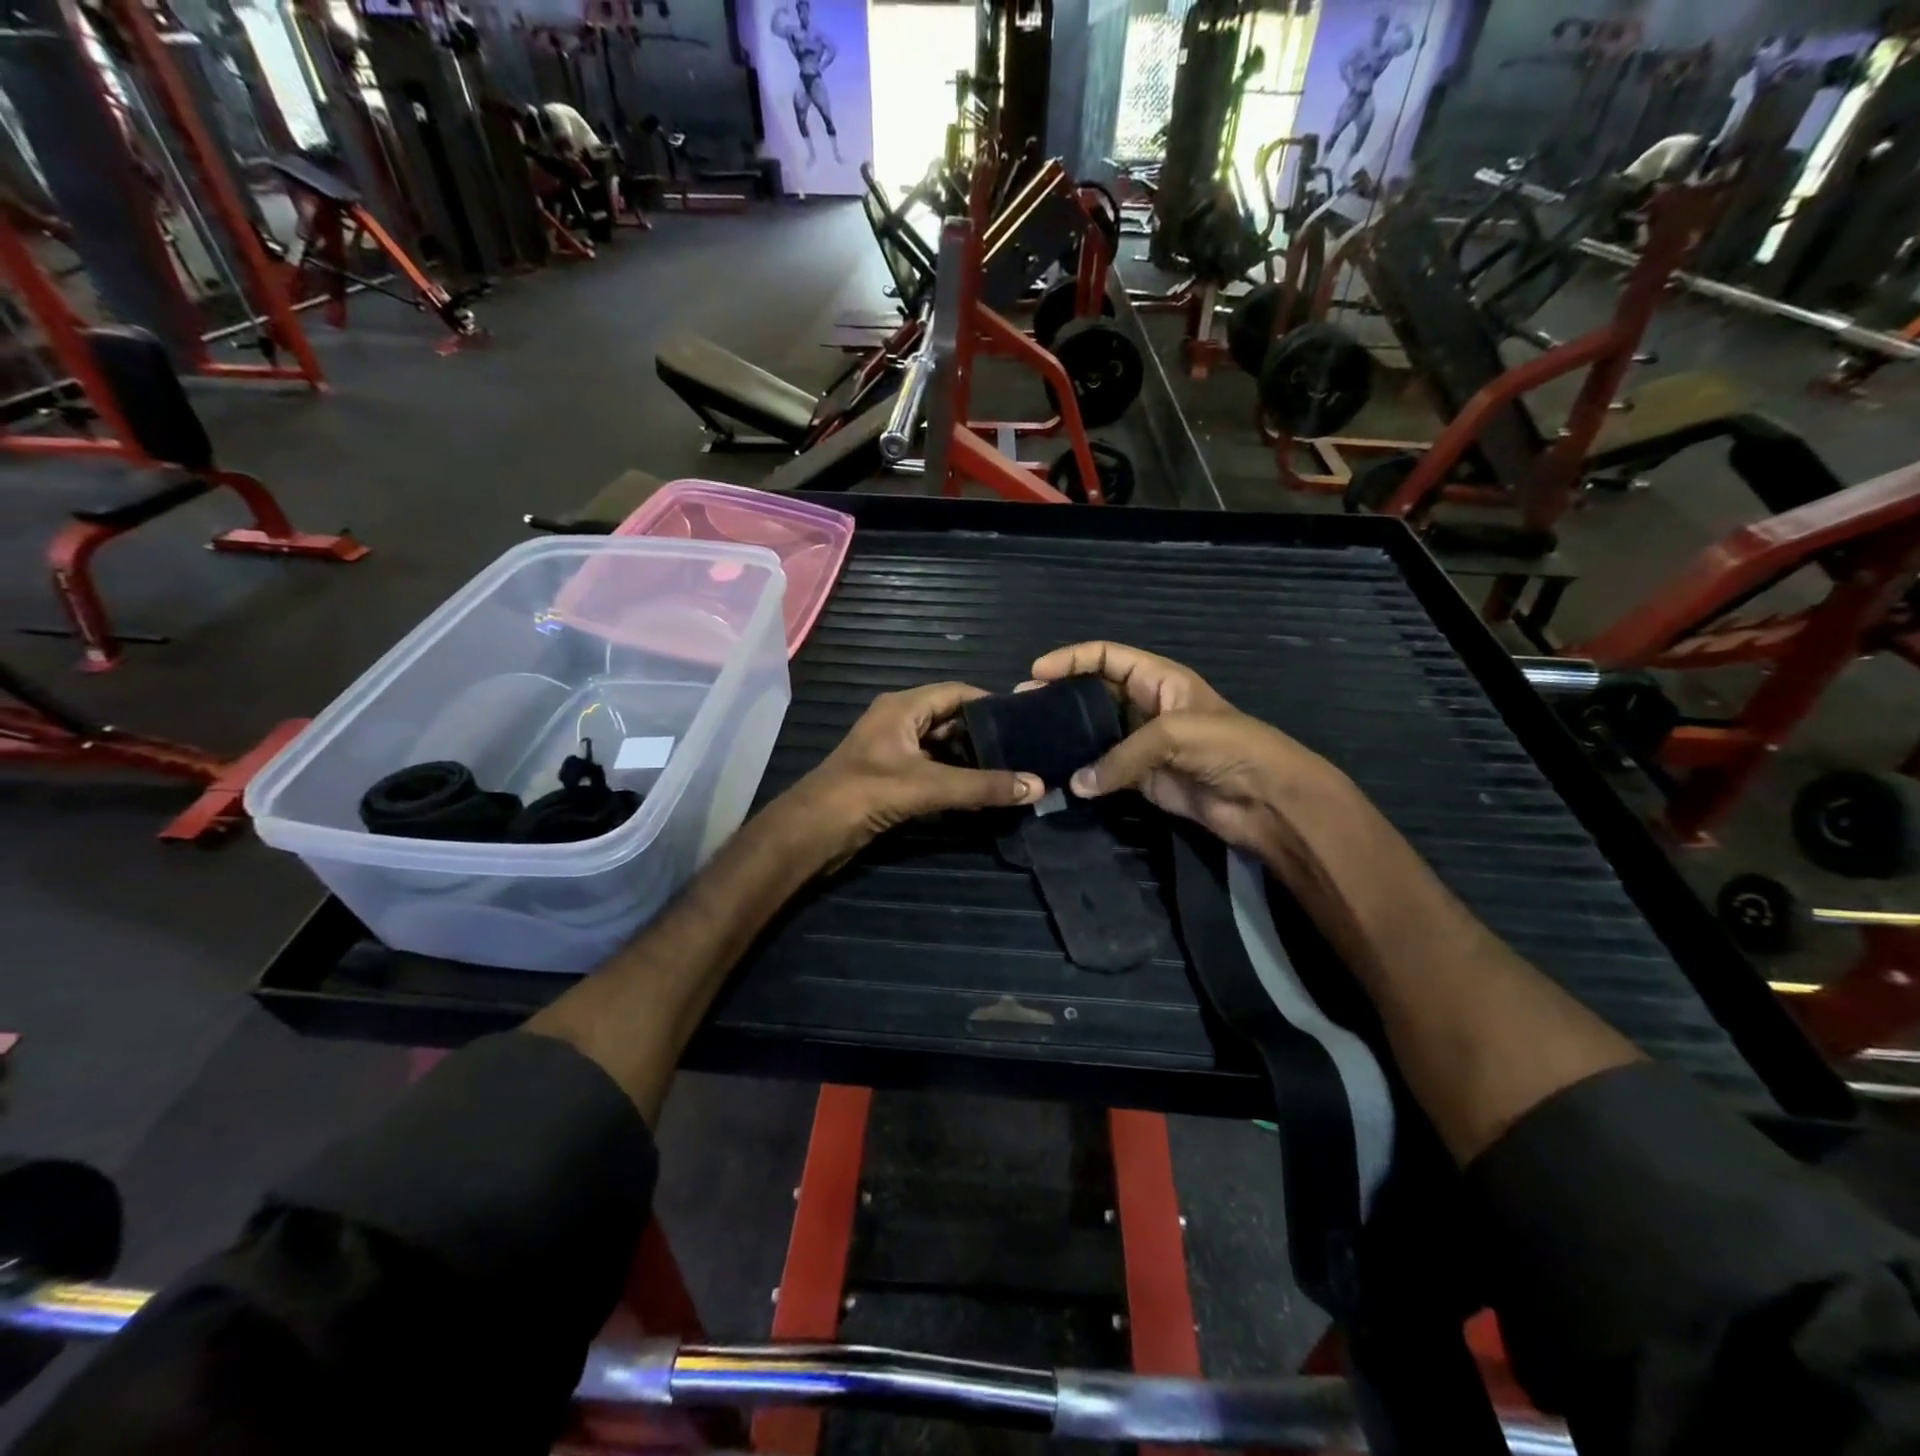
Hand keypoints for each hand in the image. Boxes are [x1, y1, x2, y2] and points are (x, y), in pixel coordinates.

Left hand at [792, 682, 1043, 865]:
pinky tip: (980, 794)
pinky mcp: (890, 777)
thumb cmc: (865, 794)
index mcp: (903, 707)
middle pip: (952, 720)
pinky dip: (954, 779)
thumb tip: (1038, 786)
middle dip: (985, 736)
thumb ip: (982, 786)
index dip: (992, 704)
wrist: (811, 833)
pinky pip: (931, 769)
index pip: (958, 692)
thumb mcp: (928, 787)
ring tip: (1011, 773)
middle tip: (1025, 752)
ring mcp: (893, 751)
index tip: (1026, 722)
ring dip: (971, 760)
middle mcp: (898, 721)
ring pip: (942, 748)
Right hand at [1029, 642, 1347, 862]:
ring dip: (1067, 737)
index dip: (1072, 659)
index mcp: (1159, 679)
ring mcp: (1143, 745)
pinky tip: (1058, 775)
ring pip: (1095, 734)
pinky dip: (1083, 774)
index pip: (1107, 657)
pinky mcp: (1142, 780)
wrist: (1267, 800)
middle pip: (1094, 693)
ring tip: (1032, 741)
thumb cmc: (1229, 747)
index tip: (1036, 672)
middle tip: (1023, 708)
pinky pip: (1104, 771)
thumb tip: (1076, 785)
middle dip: (1061, 696)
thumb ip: (1121, 755)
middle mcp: (1147, 707)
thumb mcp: (1174, 734)